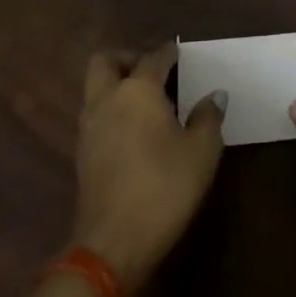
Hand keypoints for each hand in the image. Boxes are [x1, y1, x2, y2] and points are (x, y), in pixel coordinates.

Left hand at [72, 43, 225, 291]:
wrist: (114, 245)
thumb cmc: (164, 188)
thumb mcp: (202, 151)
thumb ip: (208, 117)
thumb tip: (213, 96)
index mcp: (138, 90)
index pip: (153, 57)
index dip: (168, 52)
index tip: (179, 52)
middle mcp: (107, 100)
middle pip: (106, 62)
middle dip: (127, 58)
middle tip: (152, 71)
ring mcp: (89, 128)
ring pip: (96, 89)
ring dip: (116, 86)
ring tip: (146, 102)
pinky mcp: (82, 155)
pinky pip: (95, 115)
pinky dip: (111, 111)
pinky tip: (134, 131)